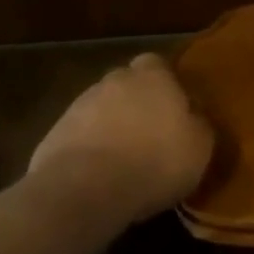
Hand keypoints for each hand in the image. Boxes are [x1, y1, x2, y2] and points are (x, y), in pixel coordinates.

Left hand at [27, 54, 213, 231]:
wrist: (85, 190)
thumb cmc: (155, 161)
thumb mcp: (200, 146)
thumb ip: (197, 123)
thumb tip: (192, 117)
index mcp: (152, 77)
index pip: (156, 63)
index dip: (164, 82)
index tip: (173, 106)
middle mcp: (114, 82)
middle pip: (126, 84)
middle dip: (135, 102)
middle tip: (149, 132)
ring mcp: (78, 106)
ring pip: (100, 109)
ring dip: (110, 126)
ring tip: (123, 159)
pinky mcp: (54, 135)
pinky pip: (78, 136)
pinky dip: (88, 148)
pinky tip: (98, 175)